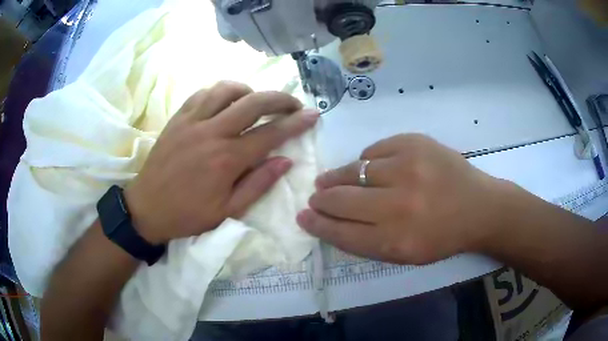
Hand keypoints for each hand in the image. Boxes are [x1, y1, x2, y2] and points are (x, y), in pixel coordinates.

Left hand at [125, 81, 318, 244]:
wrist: (147, 208)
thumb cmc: (188, 215)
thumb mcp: (228, 211)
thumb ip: (258, 184)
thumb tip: (286, 161)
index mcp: (227, 160)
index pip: (271, 134)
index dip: (296, 123)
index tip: (314, 115)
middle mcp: (212, 132)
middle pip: (254, 102)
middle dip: (280, 99)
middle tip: (294, 104)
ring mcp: (192, 121)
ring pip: (227, 90)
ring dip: (249, 91)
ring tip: (257, 101)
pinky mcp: (178, 118)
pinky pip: (202, 93)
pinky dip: (220, 91)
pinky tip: (226, 101)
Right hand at [297, 134, 509, 264]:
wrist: (479, 207)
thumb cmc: (442, 236)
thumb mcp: (404, 254)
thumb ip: (366, 242)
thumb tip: (331, 220)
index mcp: (396, 240)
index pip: (341, 232)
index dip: (317, 224)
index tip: (303, 216)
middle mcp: (399, 205)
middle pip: (341, 200)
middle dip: (321, 199)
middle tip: (315, 196)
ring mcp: (407, 168)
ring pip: (354, 171)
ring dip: (338, 177)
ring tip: (331, 179)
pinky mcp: (414, 143)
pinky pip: (374, 151)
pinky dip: (367, 161)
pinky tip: (371, 168)